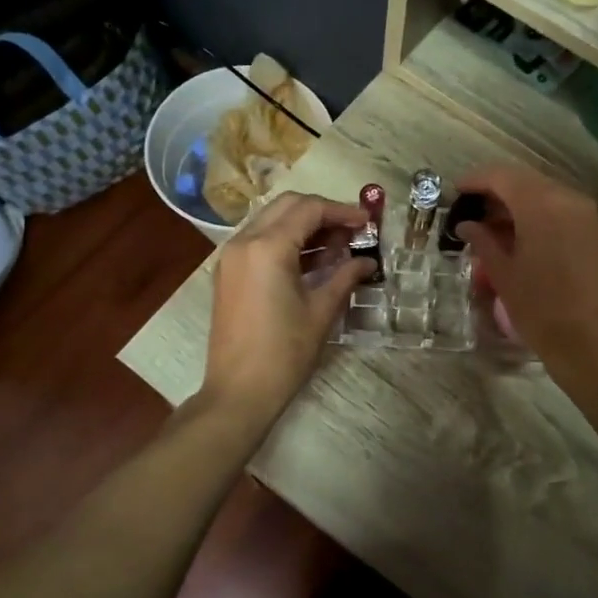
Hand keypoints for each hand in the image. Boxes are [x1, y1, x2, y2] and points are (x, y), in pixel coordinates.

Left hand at [202, 192, 370, 418]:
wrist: (238, 392)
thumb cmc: (284, 353)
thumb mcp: (321, 312)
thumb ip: (345, 277)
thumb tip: (367, 263)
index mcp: (267, 247)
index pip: (309, 209)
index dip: (342, 211)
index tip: (368, 222)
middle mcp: (244, 241)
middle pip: (288, 206)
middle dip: (322, 212)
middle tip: (352, 230)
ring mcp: (231, 256)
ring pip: (271, 220)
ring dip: (304, 225)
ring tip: (338, 245)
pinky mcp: (229, 272)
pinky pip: (259, 240)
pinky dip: (286, 240)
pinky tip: (312, 259)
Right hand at [450, 165, 597, 384]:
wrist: (593, 344)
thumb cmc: (540, 309)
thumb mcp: (503, 274)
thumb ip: (483, 241)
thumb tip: (467, 225)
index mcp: (542, 204)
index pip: (502, 176)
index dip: (476, 180)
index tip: (456, 191)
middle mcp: (570, 199)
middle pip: (526, 182)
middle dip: (497, 192)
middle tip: (472, 211)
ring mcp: (589, 215)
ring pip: (546, 196)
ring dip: (519, 205)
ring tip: (493, 229)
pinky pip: (563, 213)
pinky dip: (540, 217)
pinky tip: (522, 239)